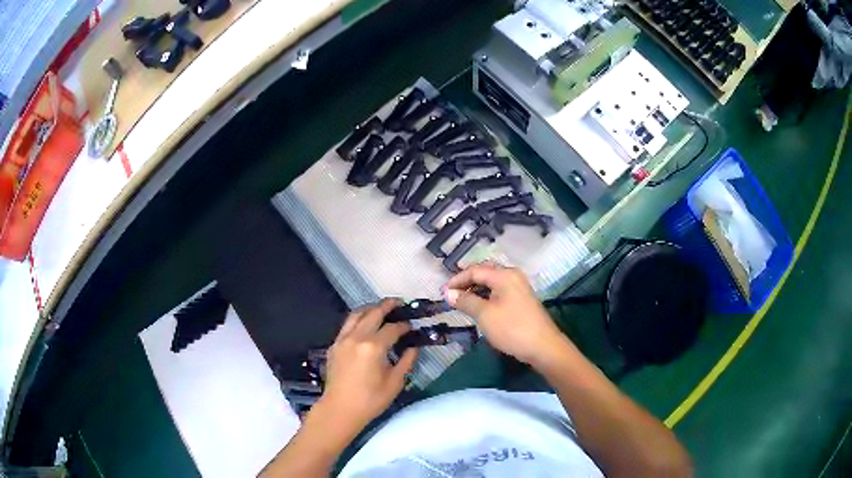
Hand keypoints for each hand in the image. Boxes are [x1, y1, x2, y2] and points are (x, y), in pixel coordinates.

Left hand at [318, 299, 417, 434]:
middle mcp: (357, 337)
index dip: (404, 325)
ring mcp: (342, 339)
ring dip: (370, 308)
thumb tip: (413, 348)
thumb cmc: (371, 399)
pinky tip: (364, 324)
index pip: (392, 328)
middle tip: (398, 303)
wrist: (340, 409)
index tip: (412, 326)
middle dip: (387, 306)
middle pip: (373, 313)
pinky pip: (346, 325)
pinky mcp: (334, 345)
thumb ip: (406, 361)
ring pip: (356, 314)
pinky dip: (357, 319)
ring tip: (380, 308)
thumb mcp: (395, 382)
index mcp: (373, 347)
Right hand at [445, 263, 567, 365]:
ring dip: (476, 290)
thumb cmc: (511, 328)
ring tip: (462, 302)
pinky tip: (479, 307)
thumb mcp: (484, 315)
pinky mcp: (522, 299)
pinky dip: (487, 296)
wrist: (542, 346)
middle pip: (485, 273)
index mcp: (504, 274)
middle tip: (452, 295)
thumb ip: (465, 301)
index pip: (475, 270)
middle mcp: (513, 275)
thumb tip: (448, 293)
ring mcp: (519, 287)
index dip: (457, 280)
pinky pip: (499, 291)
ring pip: (492, 283)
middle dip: (467, 282)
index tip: (443, 293)